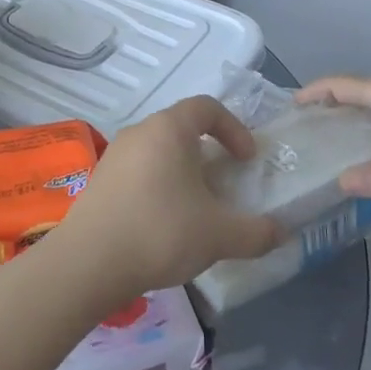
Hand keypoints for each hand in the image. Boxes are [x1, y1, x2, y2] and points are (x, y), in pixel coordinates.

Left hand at [50, 96, 281, 303]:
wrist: (89, 262)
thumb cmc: (160, 232)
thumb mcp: (219, 235)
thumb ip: (257, 233)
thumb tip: (281, 233)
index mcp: (168, 129)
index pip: (206, 106)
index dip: (234, 128)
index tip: (246, 160)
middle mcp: (138, 132)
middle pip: (181, 129)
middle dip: (209, 153)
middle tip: (225, 185)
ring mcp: (114, 155)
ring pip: (158, 152)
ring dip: (183, 172)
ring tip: (197, 208)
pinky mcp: (100, 180)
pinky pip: (139, 171)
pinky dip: (159, 186)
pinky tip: (165, 223)